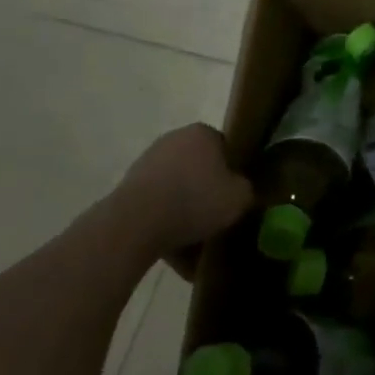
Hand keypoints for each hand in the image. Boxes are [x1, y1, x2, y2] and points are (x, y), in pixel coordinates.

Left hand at [116, 123, 253, 275]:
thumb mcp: (239, 198)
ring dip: (184, 205)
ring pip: (177, 185)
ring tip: (192, 235)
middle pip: (199, 166)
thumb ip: (247, 189)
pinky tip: (170, 241)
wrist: (135, 224)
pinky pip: (156, 202)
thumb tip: (241, 190)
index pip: (226, 148)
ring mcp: (147, 161)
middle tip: (215, 214)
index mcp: (203, 132)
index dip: (233, 172)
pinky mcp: (127, 186)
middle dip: (206, 188)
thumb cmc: (194, 201)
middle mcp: (174, 138)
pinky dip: (163, 218)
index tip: (234, 194)